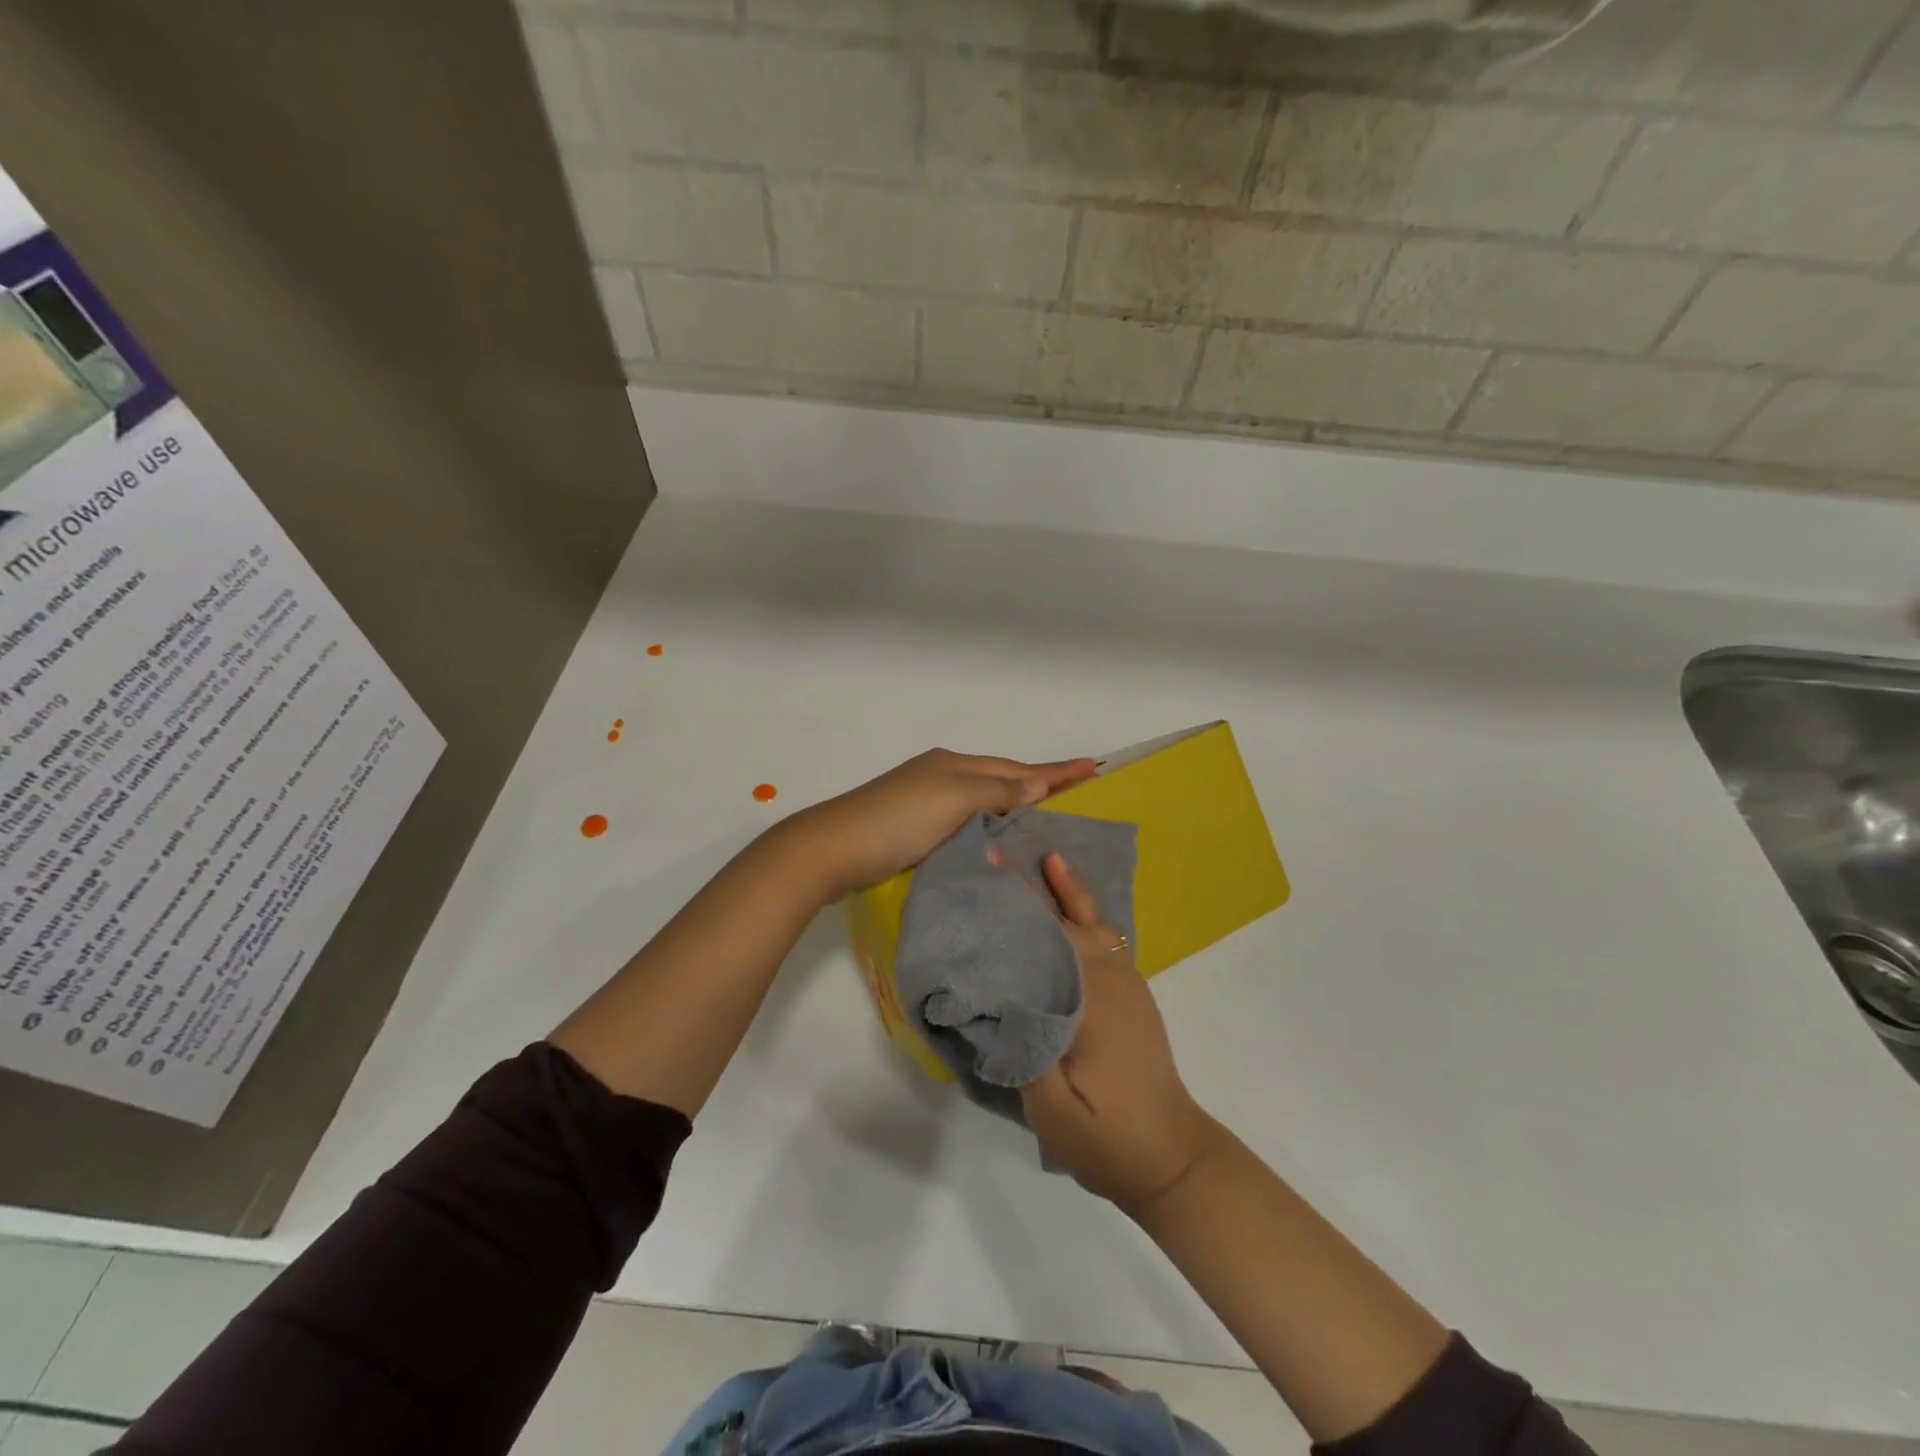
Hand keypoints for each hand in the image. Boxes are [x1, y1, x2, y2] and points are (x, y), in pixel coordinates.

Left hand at [787, 749, 1095, 899]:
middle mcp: (942, 776)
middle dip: (1037, 785)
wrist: (832, 849)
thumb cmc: (897, 821)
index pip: (1017, 768)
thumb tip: (1036, 786)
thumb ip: (996, 793)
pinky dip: (988, 826)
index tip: (1093, 766)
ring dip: (1013, 807)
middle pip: (1001, 779)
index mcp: (954, 765)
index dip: (1055, 771)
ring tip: (1045, 817)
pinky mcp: (913, 828)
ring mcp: (925, 801)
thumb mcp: (953, 800)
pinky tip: (997, 839)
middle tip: (1076, 792)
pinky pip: (965, 820)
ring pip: (983, 800)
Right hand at [1021, 852, 1219, 1214]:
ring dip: (1065, 891)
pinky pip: (1104, 939)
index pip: (1047, 934)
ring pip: (1092, 923)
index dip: (1014, 900)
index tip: (986, 867)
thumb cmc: (1107, 1137)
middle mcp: (1111, 978)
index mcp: (1091, 998)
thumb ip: (1023, 1045)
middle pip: (1067, 920)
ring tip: (1043, 857)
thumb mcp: (1052, 1107)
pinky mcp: (1130, 994)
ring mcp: (1126, 983)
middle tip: (997, 854)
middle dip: (1033, 886)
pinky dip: (1085, 913)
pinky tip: (1068, 906)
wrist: (1172, 1161)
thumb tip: (995, 993)